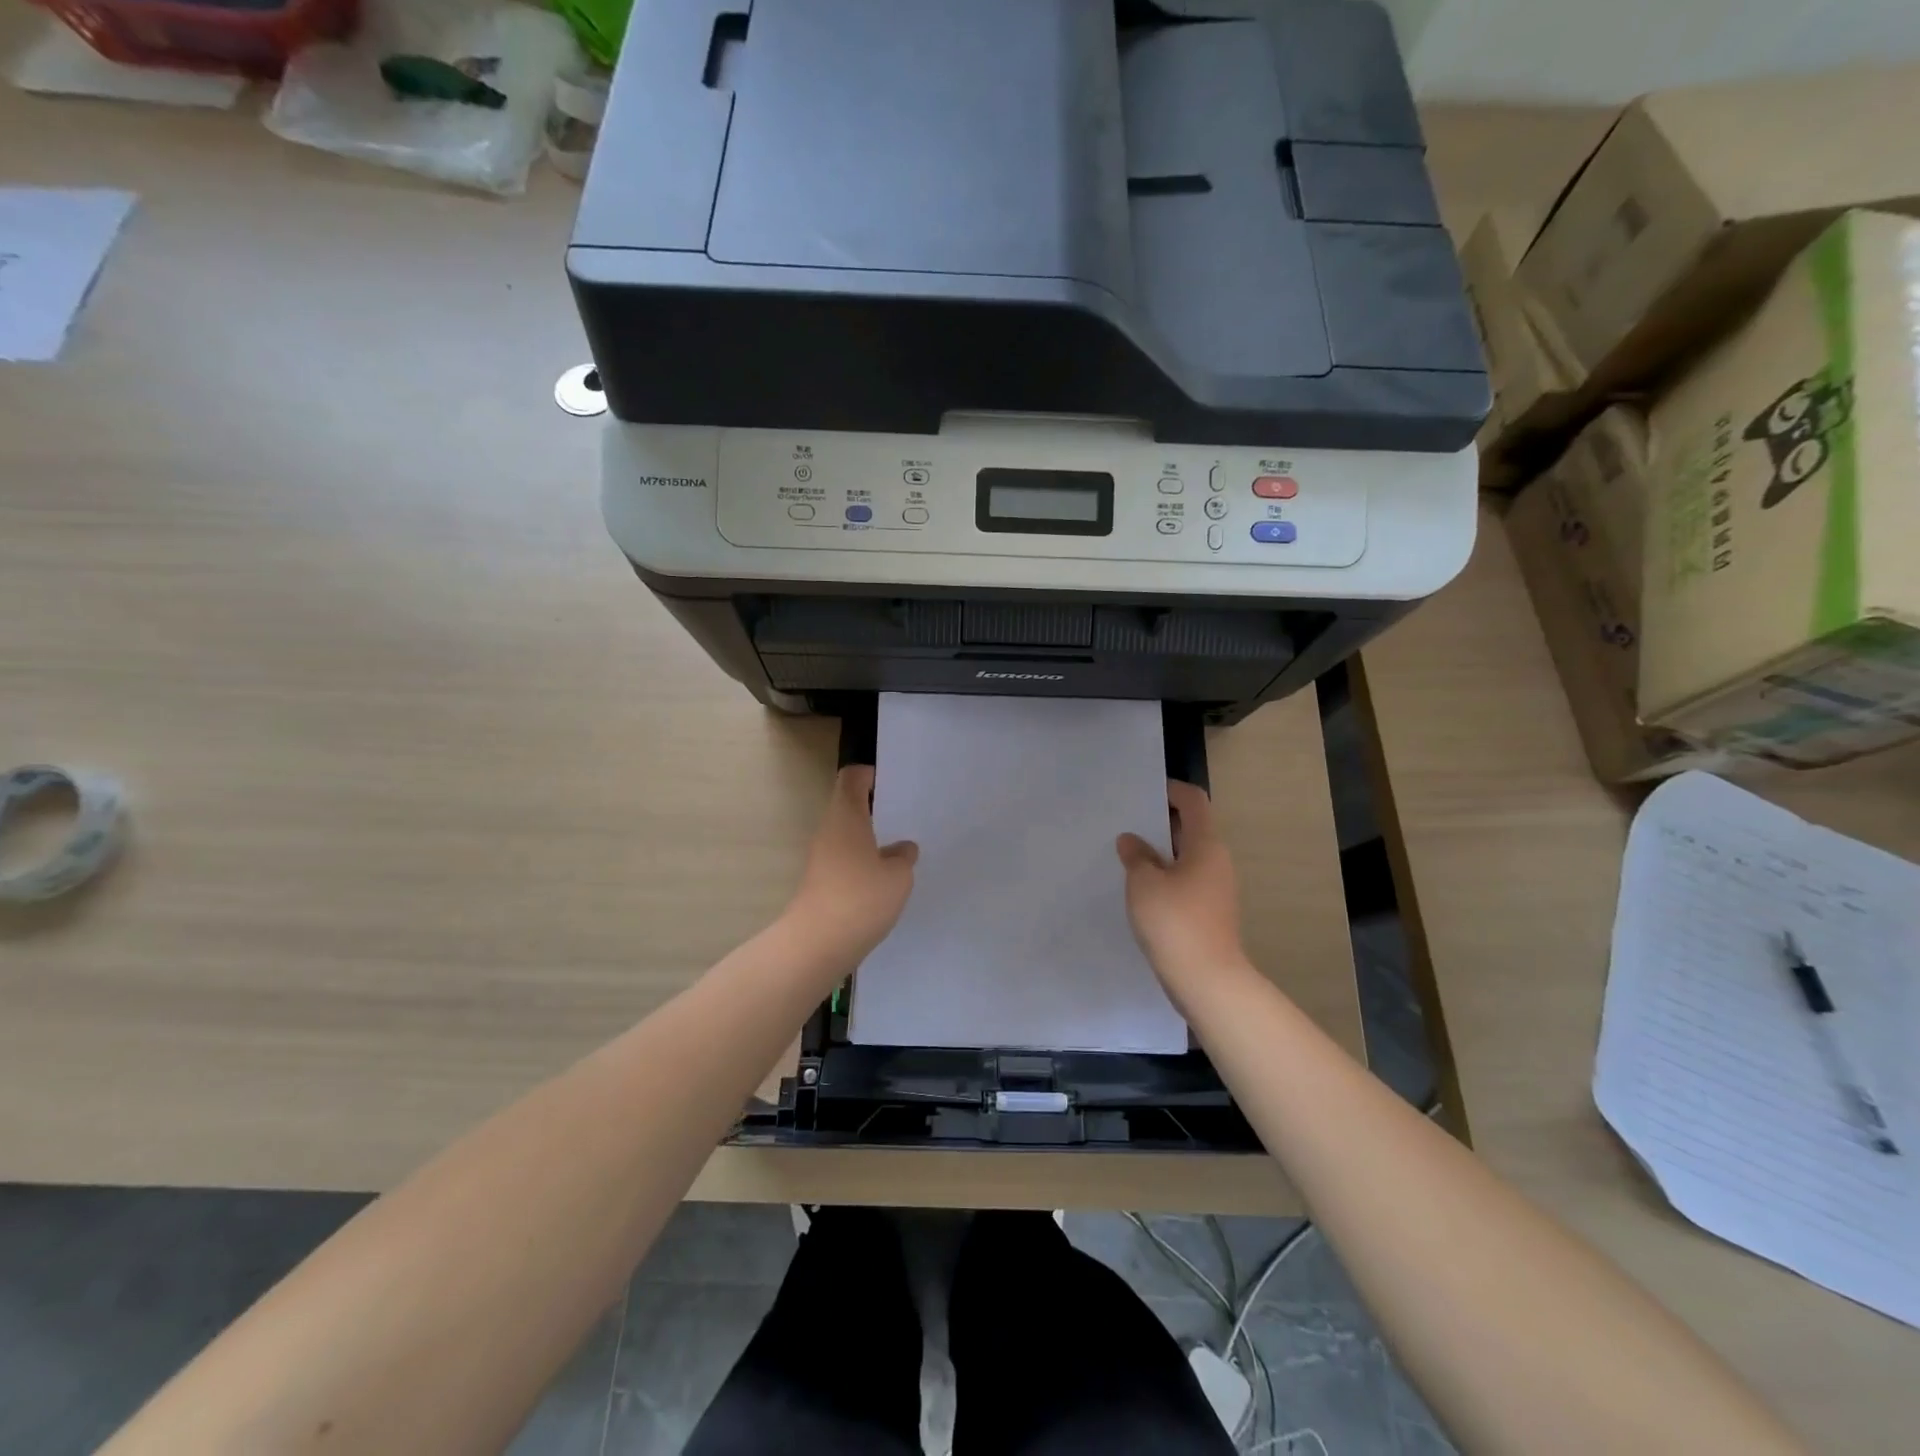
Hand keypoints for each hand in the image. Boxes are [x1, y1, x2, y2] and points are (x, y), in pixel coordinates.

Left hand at [783, 766, 918, 967]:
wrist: (817, 944)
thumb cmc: (861, 898)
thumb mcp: (898, 876)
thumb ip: (903, 857)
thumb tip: (901, 849)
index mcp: (846, 816)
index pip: (852, 778)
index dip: (870, 775)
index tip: (892, 785)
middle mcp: (829, 830)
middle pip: (849, 806)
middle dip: (875, 809)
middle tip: (905, 817)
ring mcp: (821, 857)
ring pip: (847, 835)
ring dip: (870, 839)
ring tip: (900, 851)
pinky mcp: (821, 882)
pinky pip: (845, 860)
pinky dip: (863, 863)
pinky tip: (884, 881)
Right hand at [1117, 779, 1247, 998]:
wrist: (1207, 981)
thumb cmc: (1175, 922)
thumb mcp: (1144, 884)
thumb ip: (1136, 857)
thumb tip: (1131, 841)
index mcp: (1206, 845)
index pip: (1194, 802)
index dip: (1171, 790)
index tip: (1144, 792)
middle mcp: (1216, 862)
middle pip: (1191, 829)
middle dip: (1160, 823)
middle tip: (1126, 823)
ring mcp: (1216, 889)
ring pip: (1187, 858)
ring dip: (1160, 853)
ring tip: (1126, 856)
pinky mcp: (1210, 913)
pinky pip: (1186, 882)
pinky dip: (1165, 877)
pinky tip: (1140, 890)